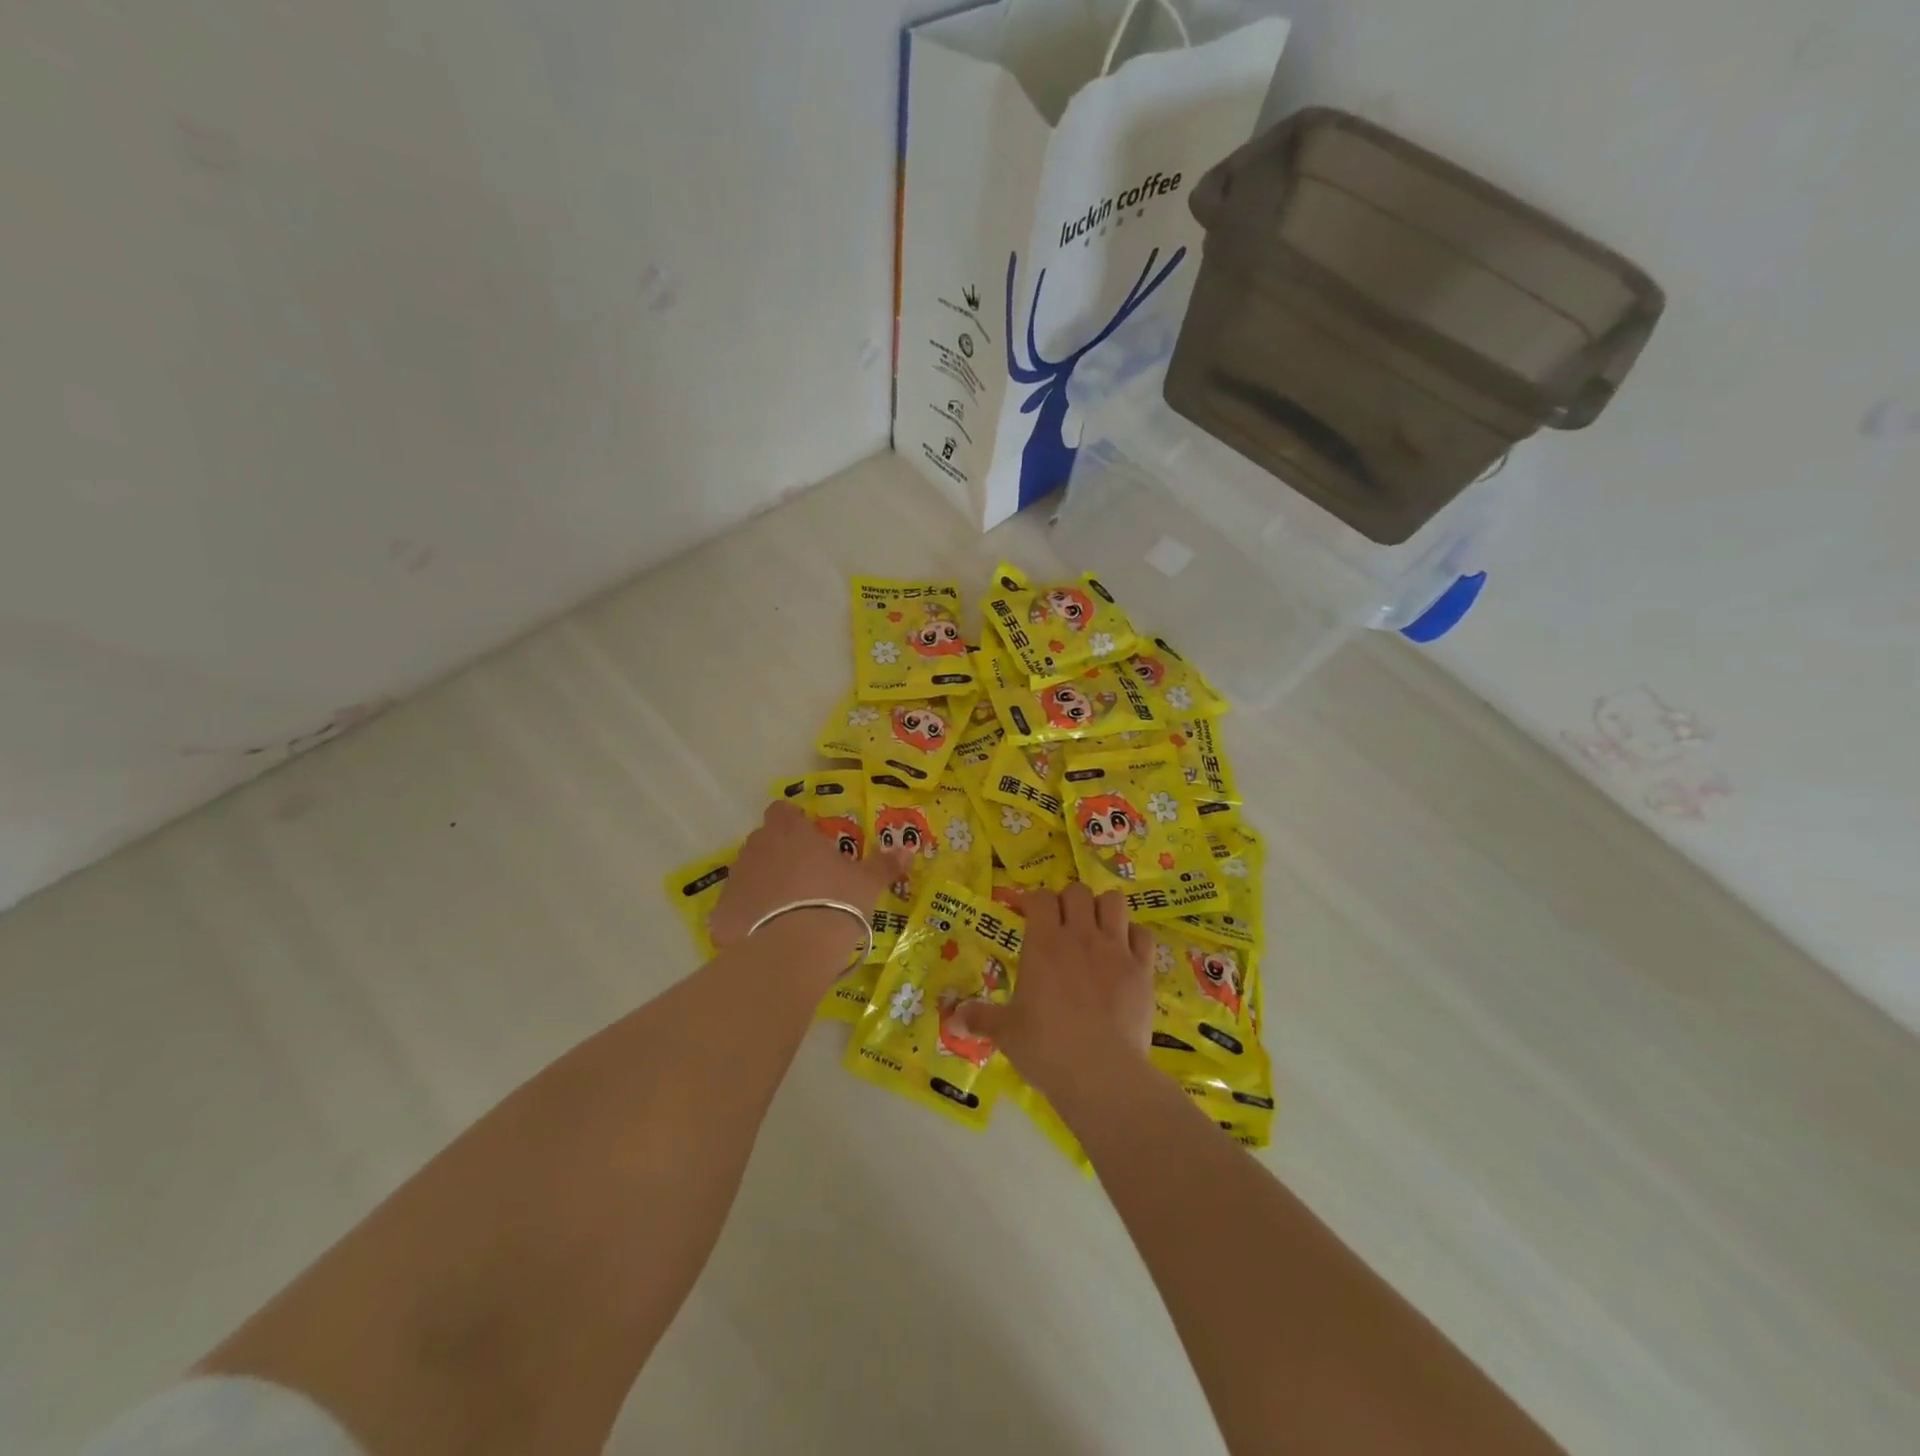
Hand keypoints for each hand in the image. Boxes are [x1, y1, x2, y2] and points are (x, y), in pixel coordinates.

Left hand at [708, 801, 911, 957]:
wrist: (794, 950)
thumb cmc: (835, 902)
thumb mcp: (867, 883)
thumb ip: (883, 864)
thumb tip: (907, 850)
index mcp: (790, 832)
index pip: (782, 811)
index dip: (793, 822)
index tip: (809, 840)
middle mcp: (757, 848)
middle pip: (765, 842)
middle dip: (780, 855)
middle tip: (806, 880)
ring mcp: (735, 880)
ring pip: (749, 874)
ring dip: (764, 886)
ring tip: (788, 913)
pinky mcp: (721, 914)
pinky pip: (735, 910)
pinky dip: (748, 919)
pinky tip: (767, 938)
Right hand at [969, 884, 1153, 1103]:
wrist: (1102, 1074)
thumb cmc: (1046, 1048)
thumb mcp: (1006, 1033)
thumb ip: (980, 1018)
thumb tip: (953, 1018)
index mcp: (1043, 943)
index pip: (1040, 898)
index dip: (1033, 901)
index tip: (1027, 915)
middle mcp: (1080, 936)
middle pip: (1077, 891)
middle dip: (1068, 901)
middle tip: (1061, 924)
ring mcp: (1115, 950)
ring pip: (1114, 902)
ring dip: (1103, 909)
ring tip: (1096, 929)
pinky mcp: (1143, 970)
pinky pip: (1143, 934)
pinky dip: (1133, 937)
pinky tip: (1125, 952)